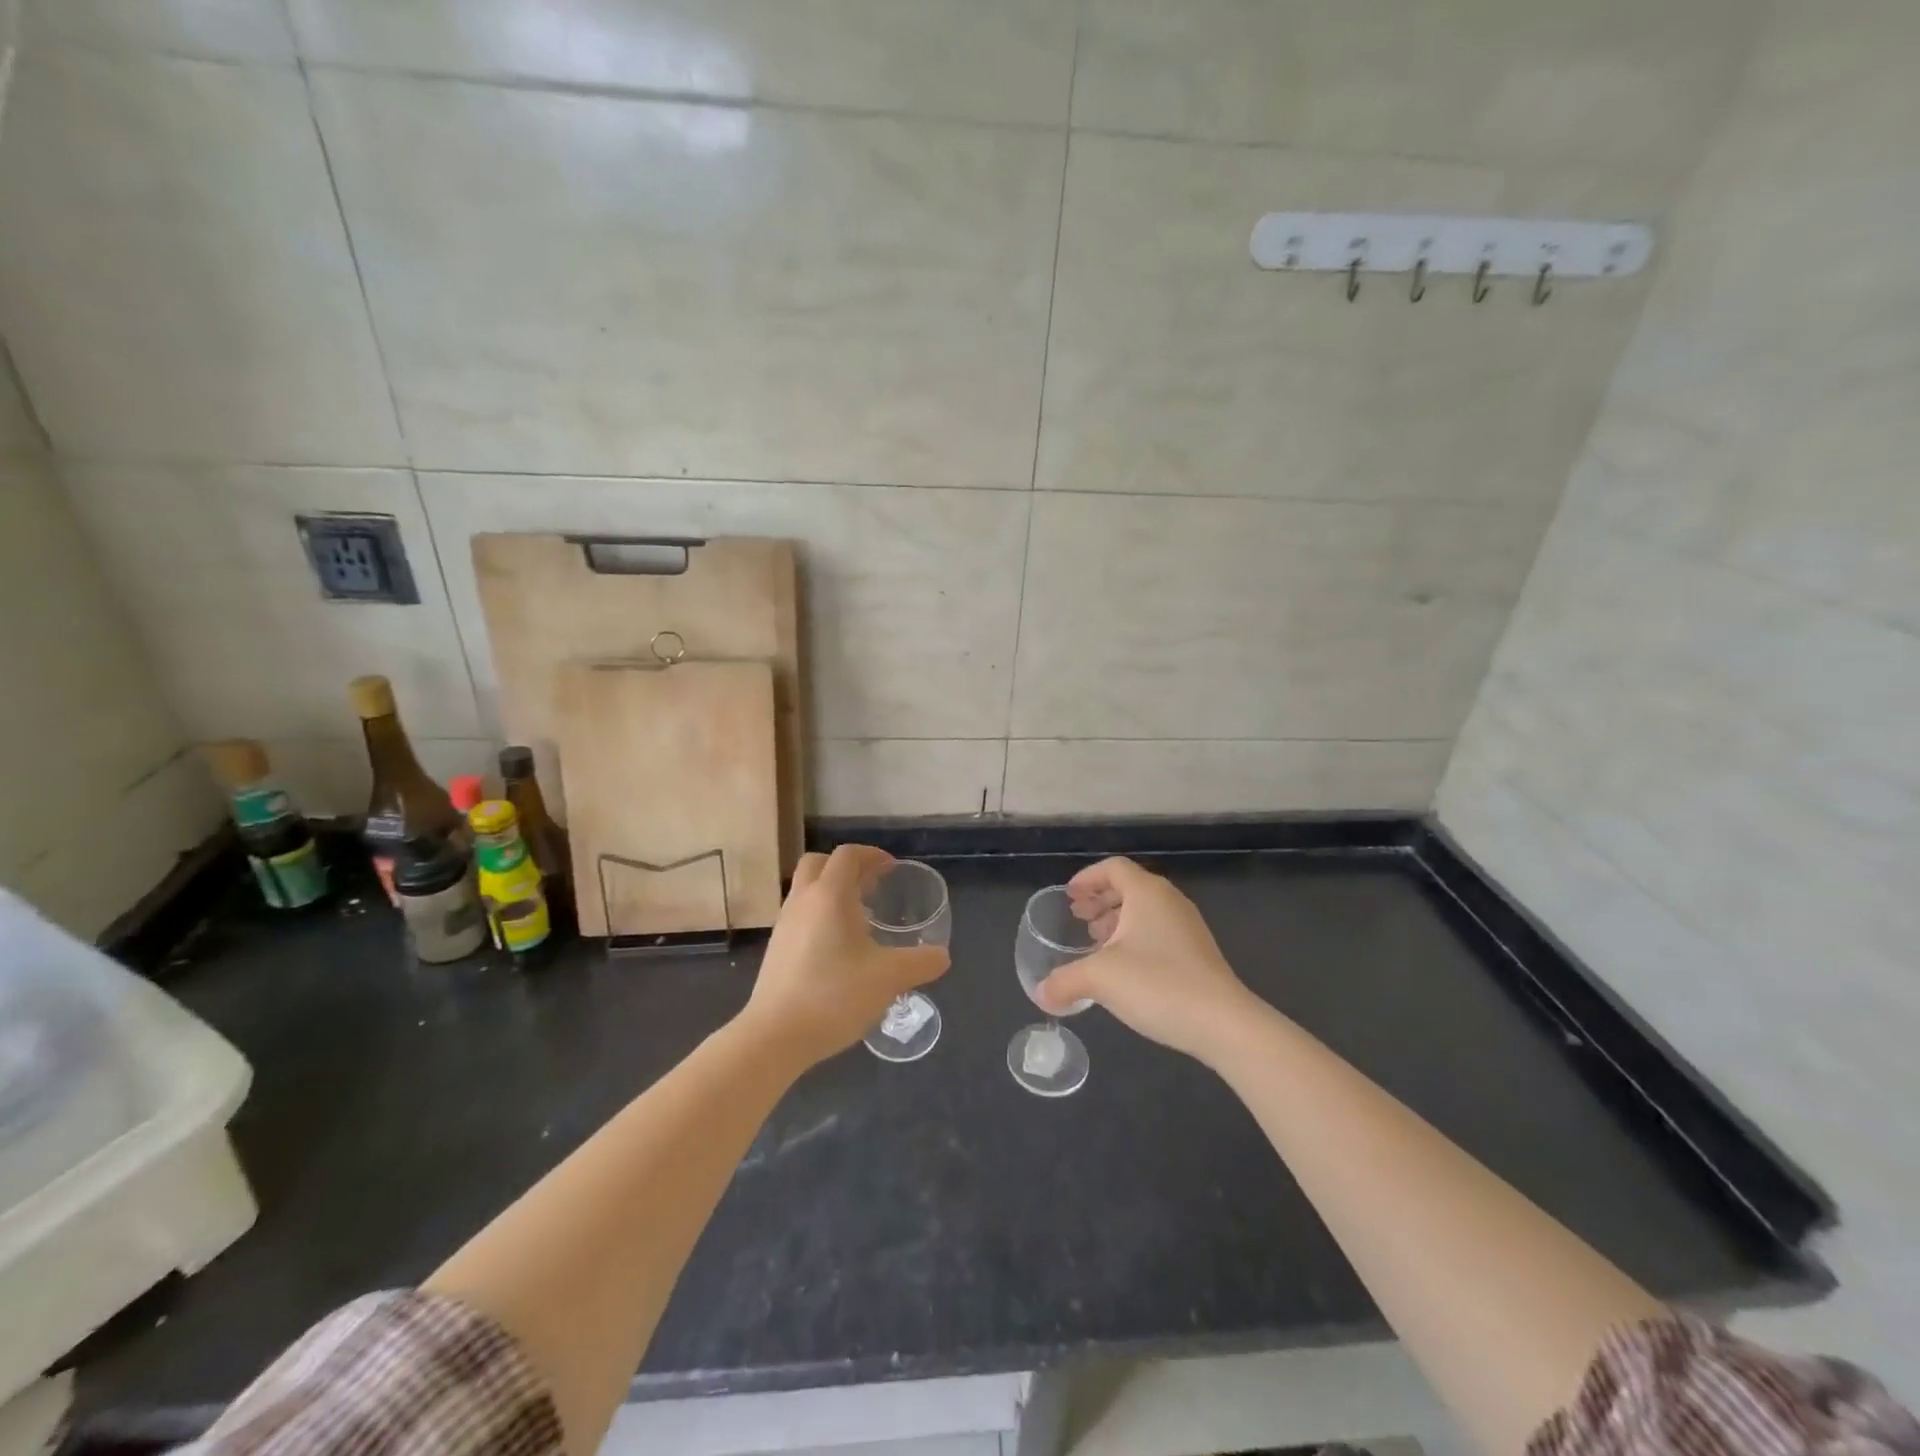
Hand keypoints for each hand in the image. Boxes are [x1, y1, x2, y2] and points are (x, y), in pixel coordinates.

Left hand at [740, 844, 948, 1067]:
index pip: (847, 855)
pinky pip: (799, 915)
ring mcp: (784, 925)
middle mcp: (802, 901)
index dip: (871, 855)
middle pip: (818, 863)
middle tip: (871, 885)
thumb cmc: (834, 995)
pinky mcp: (775, 949)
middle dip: (846, 867)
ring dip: (831, 892)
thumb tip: (942, 956)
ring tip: (859, 918)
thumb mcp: (889, 978)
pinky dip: (819, 916)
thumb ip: (921, 963)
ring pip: (806, 890)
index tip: (891, 868)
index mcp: (829, 895)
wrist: (775, 1036)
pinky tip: (838, 948)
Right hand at [1034, 857, 1253, 1060]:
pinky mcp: (1197, 952)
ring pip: (1145, 911)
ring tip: (1096, 943)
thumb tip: (1040, 995)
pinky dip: (1135, 938)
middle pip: (1129, 887)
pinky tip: (1123, 969)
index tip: (1069, 896)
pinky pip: (1158, 931)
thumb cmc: (1158, 984)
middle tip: (1078, 918)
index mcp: (1147, 893)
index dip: (1087, 878)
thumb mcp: (1100, 979)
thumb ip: (1064, 981)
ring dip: (1117, 920)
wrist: (1223, 1023)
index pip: (1113, 868)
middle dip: (1100, 899)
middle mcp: (1169, 901)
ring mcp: (1187, 927)